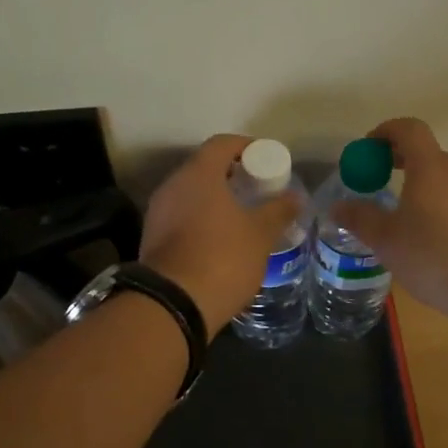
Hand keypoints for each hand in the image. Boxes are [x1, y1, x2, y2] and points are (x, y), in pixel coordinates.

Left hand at [141, 135, 301, 329]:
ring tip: (242, 215)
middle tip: (257, 189)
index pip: (223, 143)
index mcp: (199, 174)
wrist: (173, 304)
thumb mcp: (260, 235)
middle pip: (204, 166)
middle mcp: (173, 184)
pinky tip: (220, 239)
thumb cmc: (222, 258)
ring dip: (215, 198)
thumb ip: (278, 211)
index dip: (247, 146)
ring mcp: (158, 211)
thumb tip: (295, 197)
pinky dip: (201, 218)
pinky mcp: (152, 236)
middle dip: (232, 174)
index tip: (267, 160)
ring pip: (191, 192)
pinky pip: (181, 215)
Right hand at [332, 118, 447, 317]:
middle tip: (375, 180)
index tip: (367, 150)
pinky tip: (424, 236)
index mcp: (430, 167)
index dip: (385, 131)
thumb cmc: (434, 255)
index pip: (409, 129)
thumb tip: (338, 207)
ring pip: (441, 177)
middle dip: (398, 159)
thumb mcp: (386, 240)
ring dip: (417, 184)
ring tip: (397, 213)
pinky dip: (435, 204)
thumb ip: (360, 219)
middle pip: (425, 151)